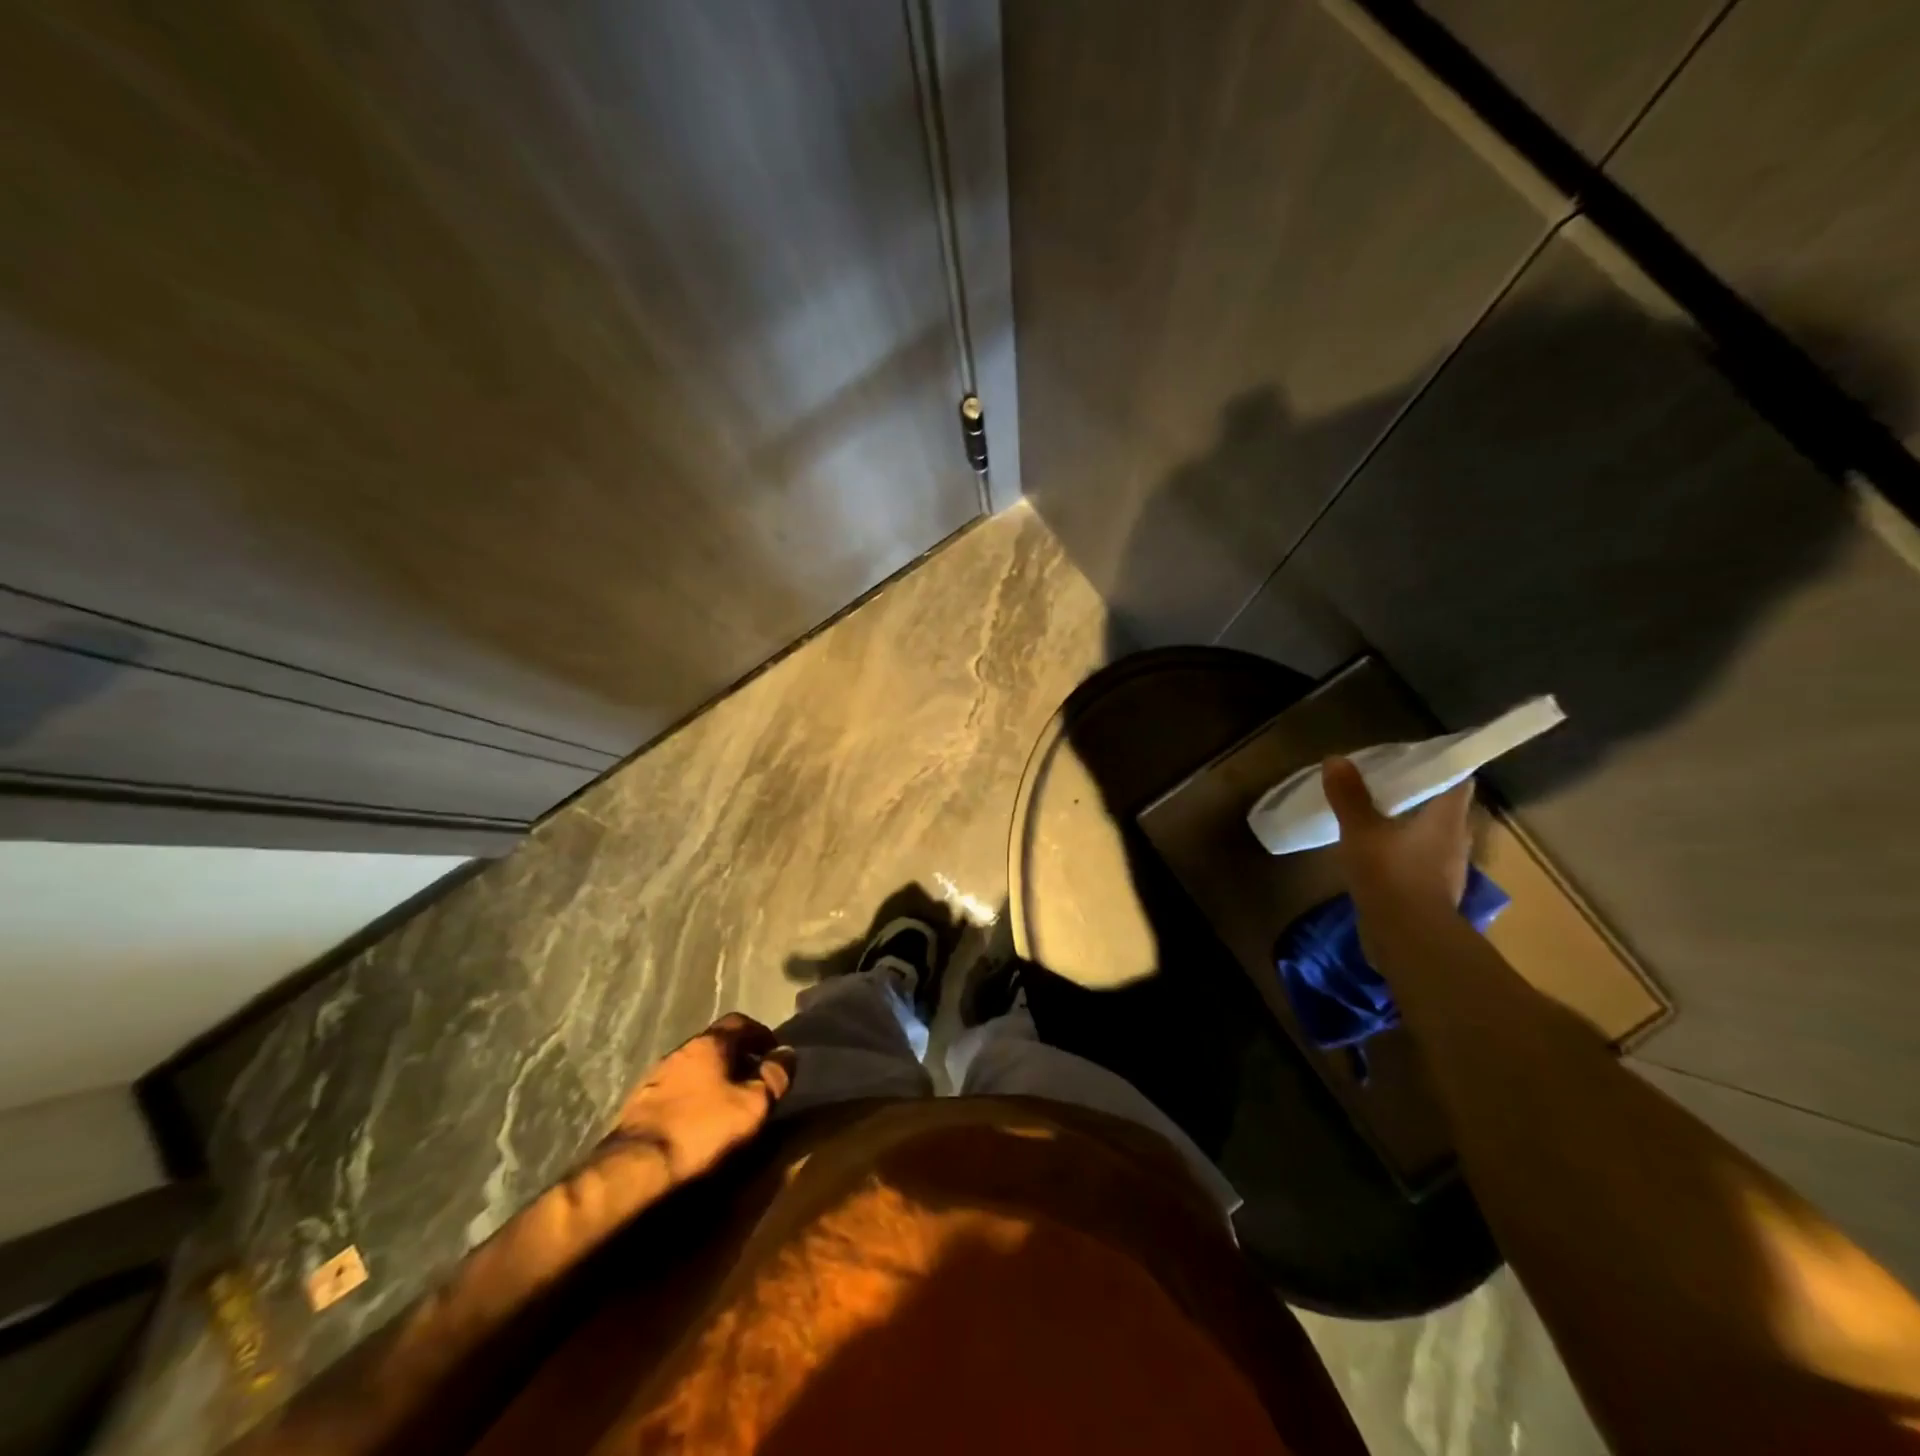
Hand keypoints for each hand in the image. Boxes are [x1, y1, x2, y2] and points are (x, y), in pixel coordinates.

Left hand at [604, 1013, 795, 1182]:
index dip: (761, 1034)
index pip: (740, 1021)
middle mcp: (681, 1049)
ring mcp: (656, 1075)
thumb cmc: (702, 1128)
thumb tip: (787, 1054)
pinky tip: (699, 1118)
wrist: (636, 1168)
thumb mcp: (753, 1105)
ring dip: (714, 1076)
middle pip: (716, 1043)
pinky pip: (677, 1088)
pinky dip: (694, 1094)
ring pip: (695, 1066)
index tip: (774, 1053)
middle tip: (755, 1078)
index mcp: (709, 1043)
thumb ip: (774, 1076)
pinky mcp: (640, 1102)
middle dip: (738, 1056)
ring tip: (728, 1101)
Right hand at [1322, 756, 1473, 919]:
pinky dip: (1403, 851)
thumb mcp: (1360, 830)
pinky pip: (1420, 859)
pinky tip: (1378, 853)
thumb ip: (1349, 796)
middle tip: (1384, 784)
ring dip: (1410, 825)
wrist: (1409, 939)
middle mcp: (1456, 839)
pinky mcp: (1433, 892)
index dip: (1439, 765)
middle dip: (1418, 795)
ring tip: (1376, 817)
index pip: (1457, 779)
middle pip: (1443, 807)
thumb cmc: (1391, 875)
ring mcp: (1447, 868)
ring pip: (1431, 834)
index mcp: (1448, 817)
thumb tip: (1336, 759)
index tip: (1411, 759)